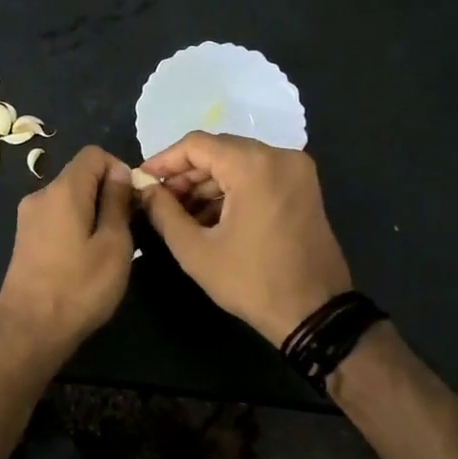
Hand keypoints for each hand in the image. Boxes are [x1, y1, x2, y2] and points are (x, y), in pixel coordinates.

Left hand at [0, 146, 135, 364]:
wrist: (30, 332)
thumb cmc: (80, 288)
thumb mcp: (114, 244)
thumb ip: (117, 202)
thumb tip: (118, 172)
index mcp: (62, 191)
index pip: (93, 154)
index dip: (119, 169)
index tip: (133, 201)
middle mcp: (40, 195)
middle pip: (80, 175)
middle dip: (107, 192)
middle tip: (129, 228)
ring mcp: (28, 218)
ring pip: (69, 198)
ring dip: (93, 212)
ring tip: (110, 247)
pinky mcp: (24, 239)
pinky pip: (57, 217)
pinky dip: (76, 225)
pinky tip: (86, 257)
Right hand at [137, 132, 351, 345]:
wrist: (315, 313)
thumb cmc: (251, 281)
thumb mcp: (196, 250)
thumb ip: (163, 212)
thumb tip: (144, 189)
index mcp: (254, 165)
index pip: (197, 145)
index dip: (164, 161)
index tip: (142, 181)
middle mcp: (280, 156)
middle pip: (219, 150)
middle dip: (186, 174)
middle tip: (159, 201)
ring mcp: (297, 171)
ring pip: (239, 162)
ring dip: (208, 184)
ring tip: (179, 214)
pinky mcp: (304, 187)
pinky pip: (258, 175)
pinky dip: (232, 190)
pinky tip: (209, 217)